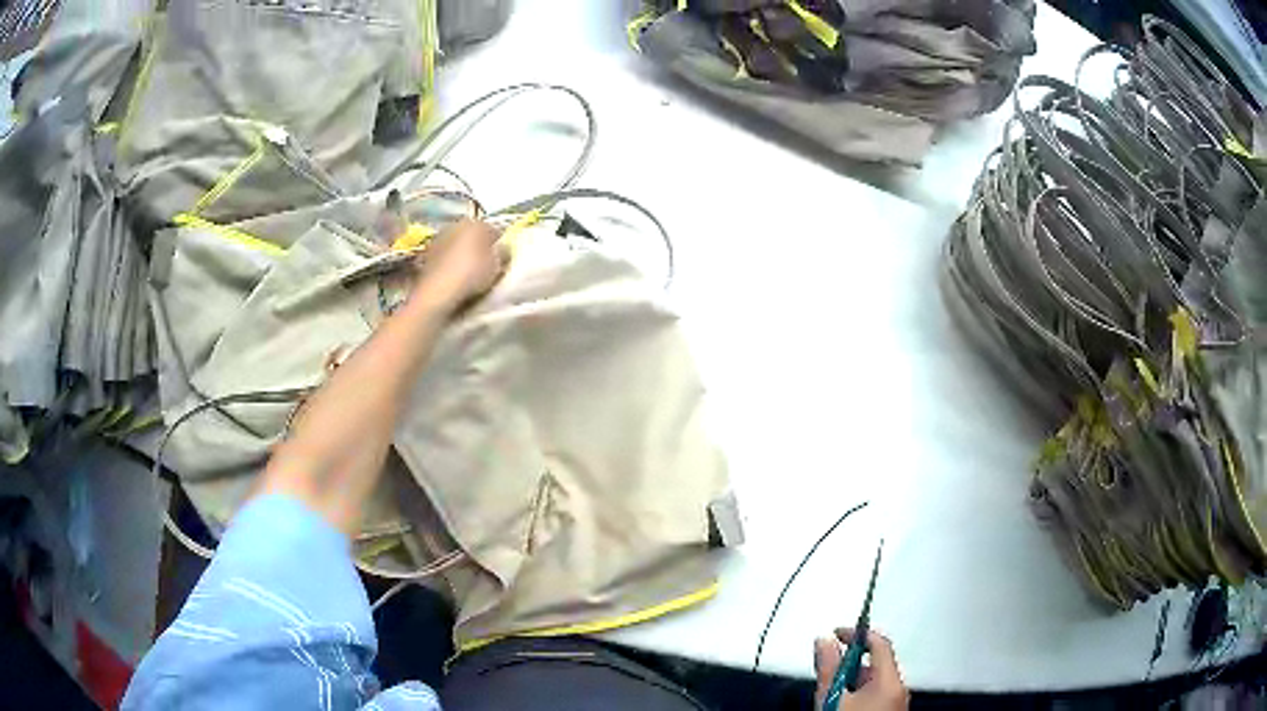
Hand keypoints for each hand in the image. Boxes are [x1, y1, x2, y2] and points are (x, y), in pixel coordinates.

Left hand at [416, 218, 507, 311]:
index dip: (499, 244)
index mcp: (473, 223)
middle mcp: (454, 226)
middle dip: (479, 247)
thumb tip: (504, 248)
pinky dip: (451, 263)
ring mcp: (438, 239)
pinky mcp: (427, 255)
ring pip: (458, 245)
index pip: (492, 229)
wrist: (436, 293)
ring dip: (464, 254)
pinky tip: (455, 277)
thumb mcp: (495, 265)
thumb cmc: (470, 275)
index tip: (503, 258)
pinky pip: (446, 256)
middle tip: (487, 265)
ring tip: (470, 273)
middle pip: (472, 235)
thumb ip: (503, 253)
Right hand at [814, 629, 907, 710]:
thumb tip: (823, 641)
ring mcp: (897, 702)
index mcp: (890, 680)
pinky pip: (877, 694)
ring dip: (853, 680)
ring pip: (876, 680)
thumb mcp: (831, 698)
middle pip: (877, 662)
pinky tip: (842, 705)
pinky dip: (859, 693)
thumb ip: (827, 668)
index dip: (856, 634)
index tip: (837, 634)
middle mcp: (899, 688)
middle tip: (828, 671)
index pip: (879, 642)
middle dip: (851, 663)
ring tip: (832, 694)